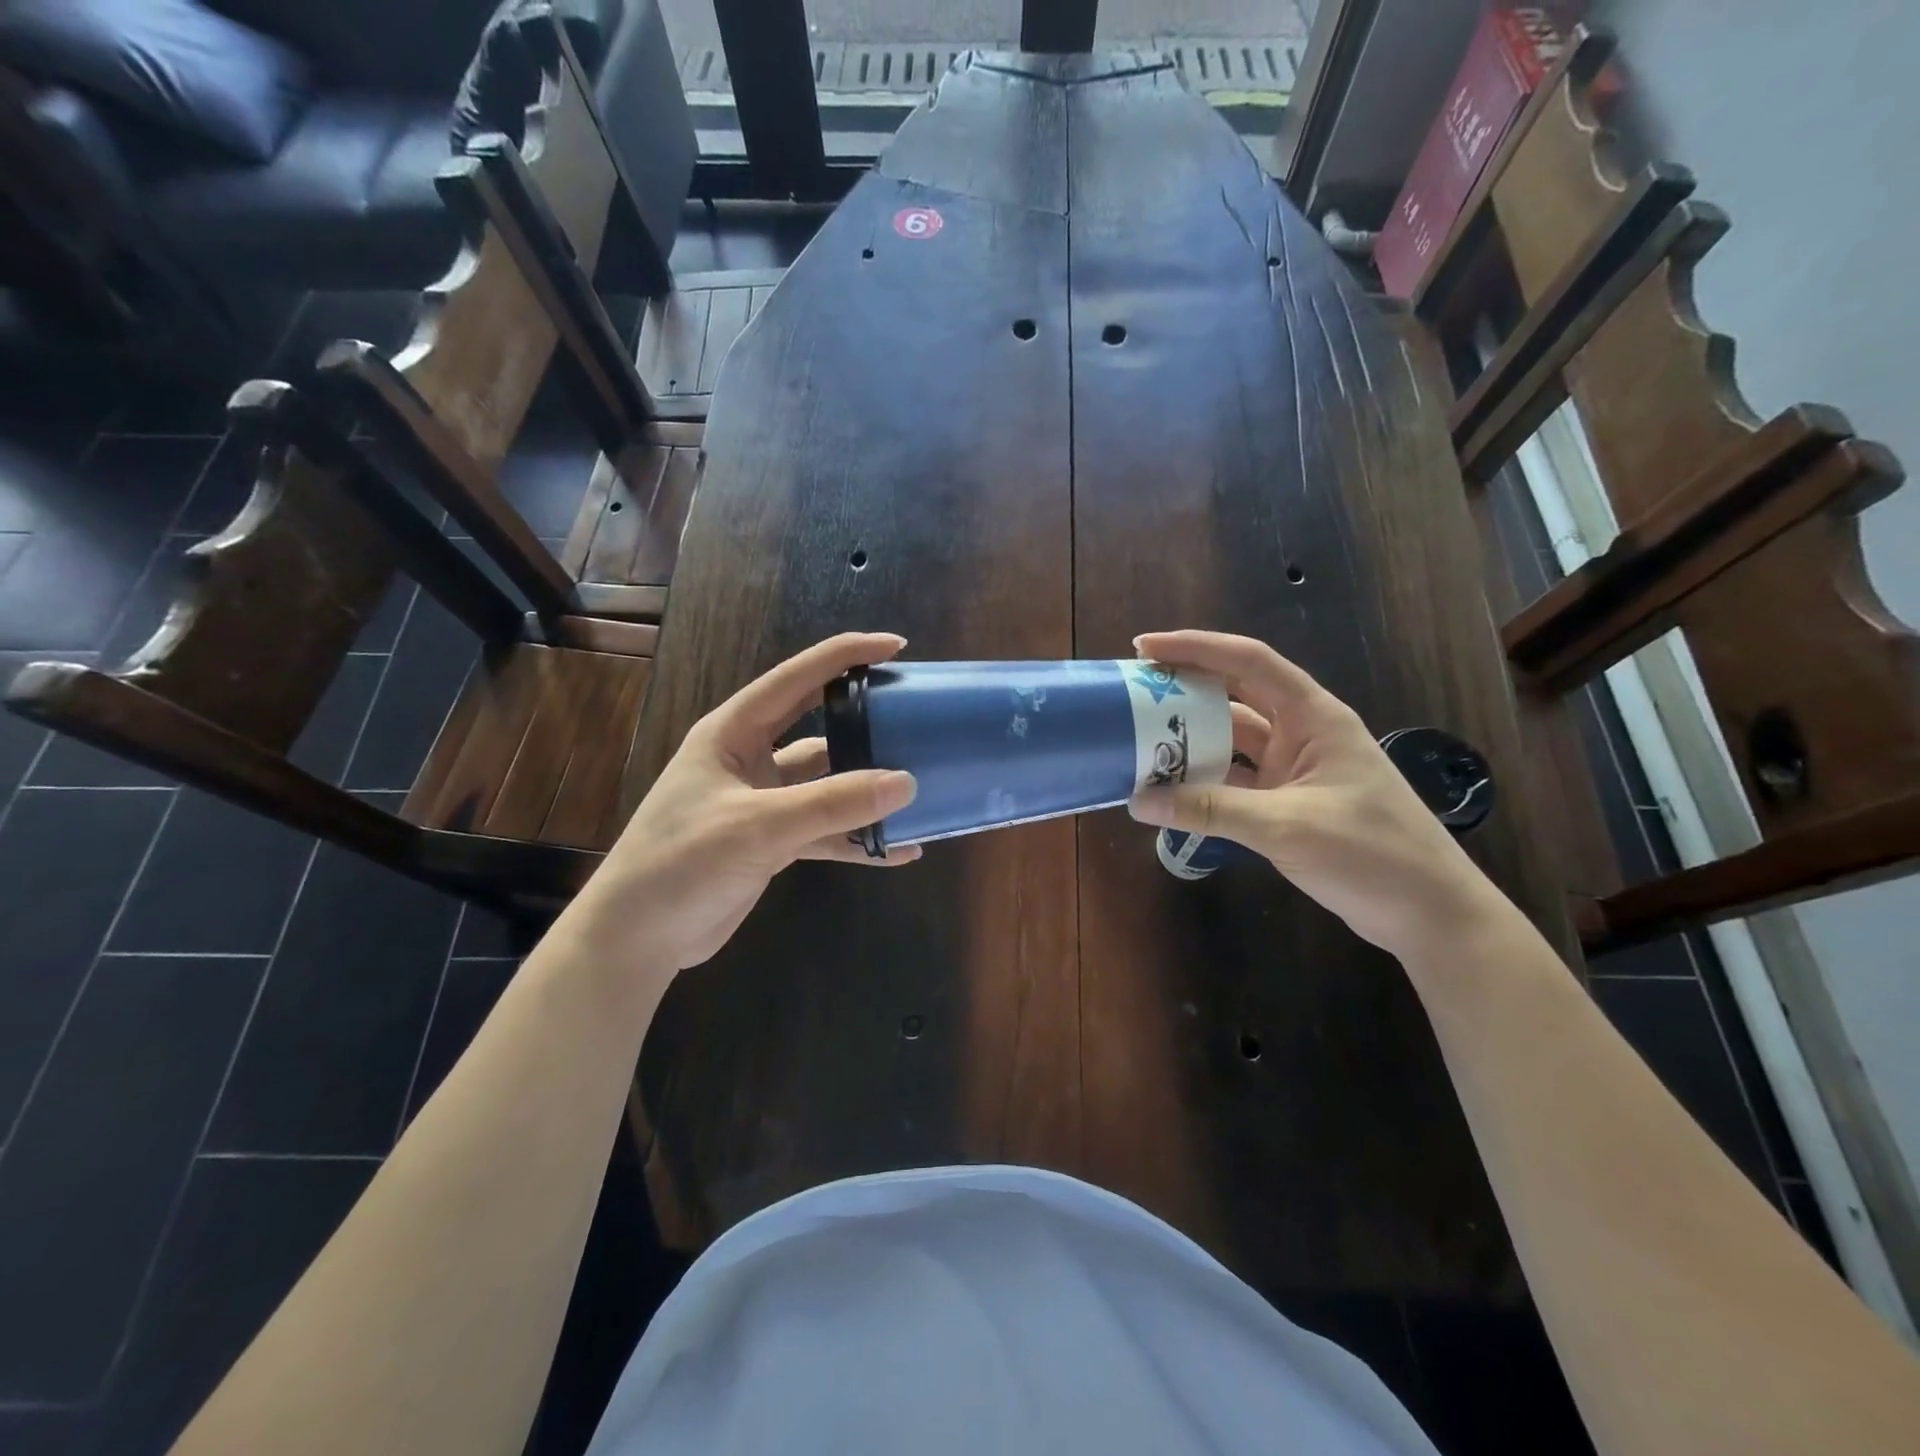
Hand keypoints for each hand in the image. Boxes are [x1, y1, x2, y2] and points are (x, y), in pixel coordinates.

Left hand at [573, 632, 919, 975]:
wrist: (637, 938)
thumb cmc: (681, 862)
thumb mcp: (758, 826)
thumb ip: (832, 803)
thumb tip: (906, 783)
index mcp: (734, 733)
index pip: (796, 679)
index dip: (845, 656)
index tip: (896, 646)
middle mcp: (751, 760)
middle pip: (819, 728)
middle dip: (865, 721)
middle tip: (916, 715)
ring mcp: (765, 803)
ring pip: (829, 785)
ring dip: (867, 791)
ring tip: (919, 789)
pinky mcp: (774, 843)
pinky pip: (827, 831)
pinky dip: (859, 839)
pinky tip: (899, 850)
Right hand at [1127, 630, 1502, 959]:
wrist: (1430, 914)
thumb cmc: (1372, 854)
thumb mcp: (1286, 826)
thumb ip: (1210, 810)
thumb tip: (1138, 800)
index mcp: (1313, 717)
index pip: (1248, 662)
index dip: (1196, 647)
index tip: (1144, 648)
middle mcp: (1301, 734)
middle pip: (1234, 696)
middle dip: (1183, 690)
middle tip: (1132, 694)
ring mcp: (1293, 770)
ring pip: (1230, 741)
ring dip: (1189, 741)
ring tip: (1138, 741)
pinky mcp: (1286, 803)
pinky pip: (1233, 781)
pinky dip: (1202, 783)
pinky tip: (1168, 789)